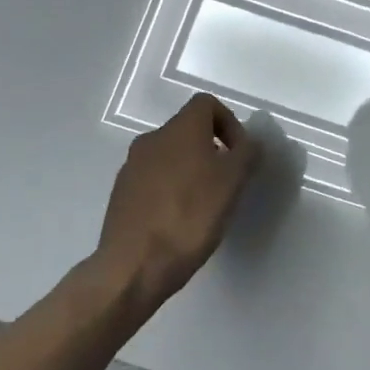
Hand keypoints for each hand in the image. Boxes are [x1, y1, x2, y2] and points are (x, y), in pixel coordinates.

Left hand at [93, 93, 260, 308]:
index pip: (206, 103)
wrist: (134, 266)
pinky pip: (153, 179)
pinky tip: (179, 220)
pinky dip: (171, 189)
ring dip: (191, 170)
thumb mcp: (234, 182)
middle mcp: (152, 139)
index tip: (239, 154)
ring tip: (204, 204)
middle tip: (227, 182)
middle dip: (212, 149)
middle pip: (188, 130)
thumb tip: (249, 143)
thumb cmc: (191, 216)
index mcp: (180, 129)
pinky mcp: (120, 194)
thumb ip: (247, 153)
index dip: (229, 123)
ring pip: (170, 155)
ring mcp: (131, 167)